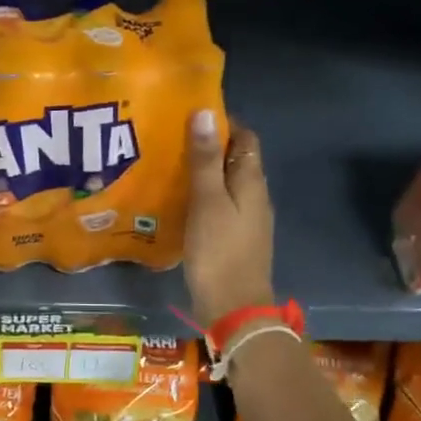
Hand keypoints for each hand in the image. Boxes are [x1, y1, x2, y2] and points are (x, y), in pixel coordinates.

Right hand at [184, 110, 274, 325]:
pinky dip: (200, 197)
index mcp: (251, 182)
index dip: (222, 123)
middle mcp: (254, 196)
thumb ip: (205, 160)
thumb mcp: (208, 202)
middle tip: (169, 139)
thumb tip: (204, 112)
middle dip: (207, 146)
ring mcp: (245, 220)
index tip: (189, 115)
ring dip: (202, 173)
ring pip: (225, 184)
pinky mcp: (233, 239)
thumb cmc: (220, 252)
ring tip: (167, 166)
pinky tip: (177, 202)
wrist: (234, 308)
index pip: (245, 138)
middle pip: (235, 160)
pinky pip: (218, 206)